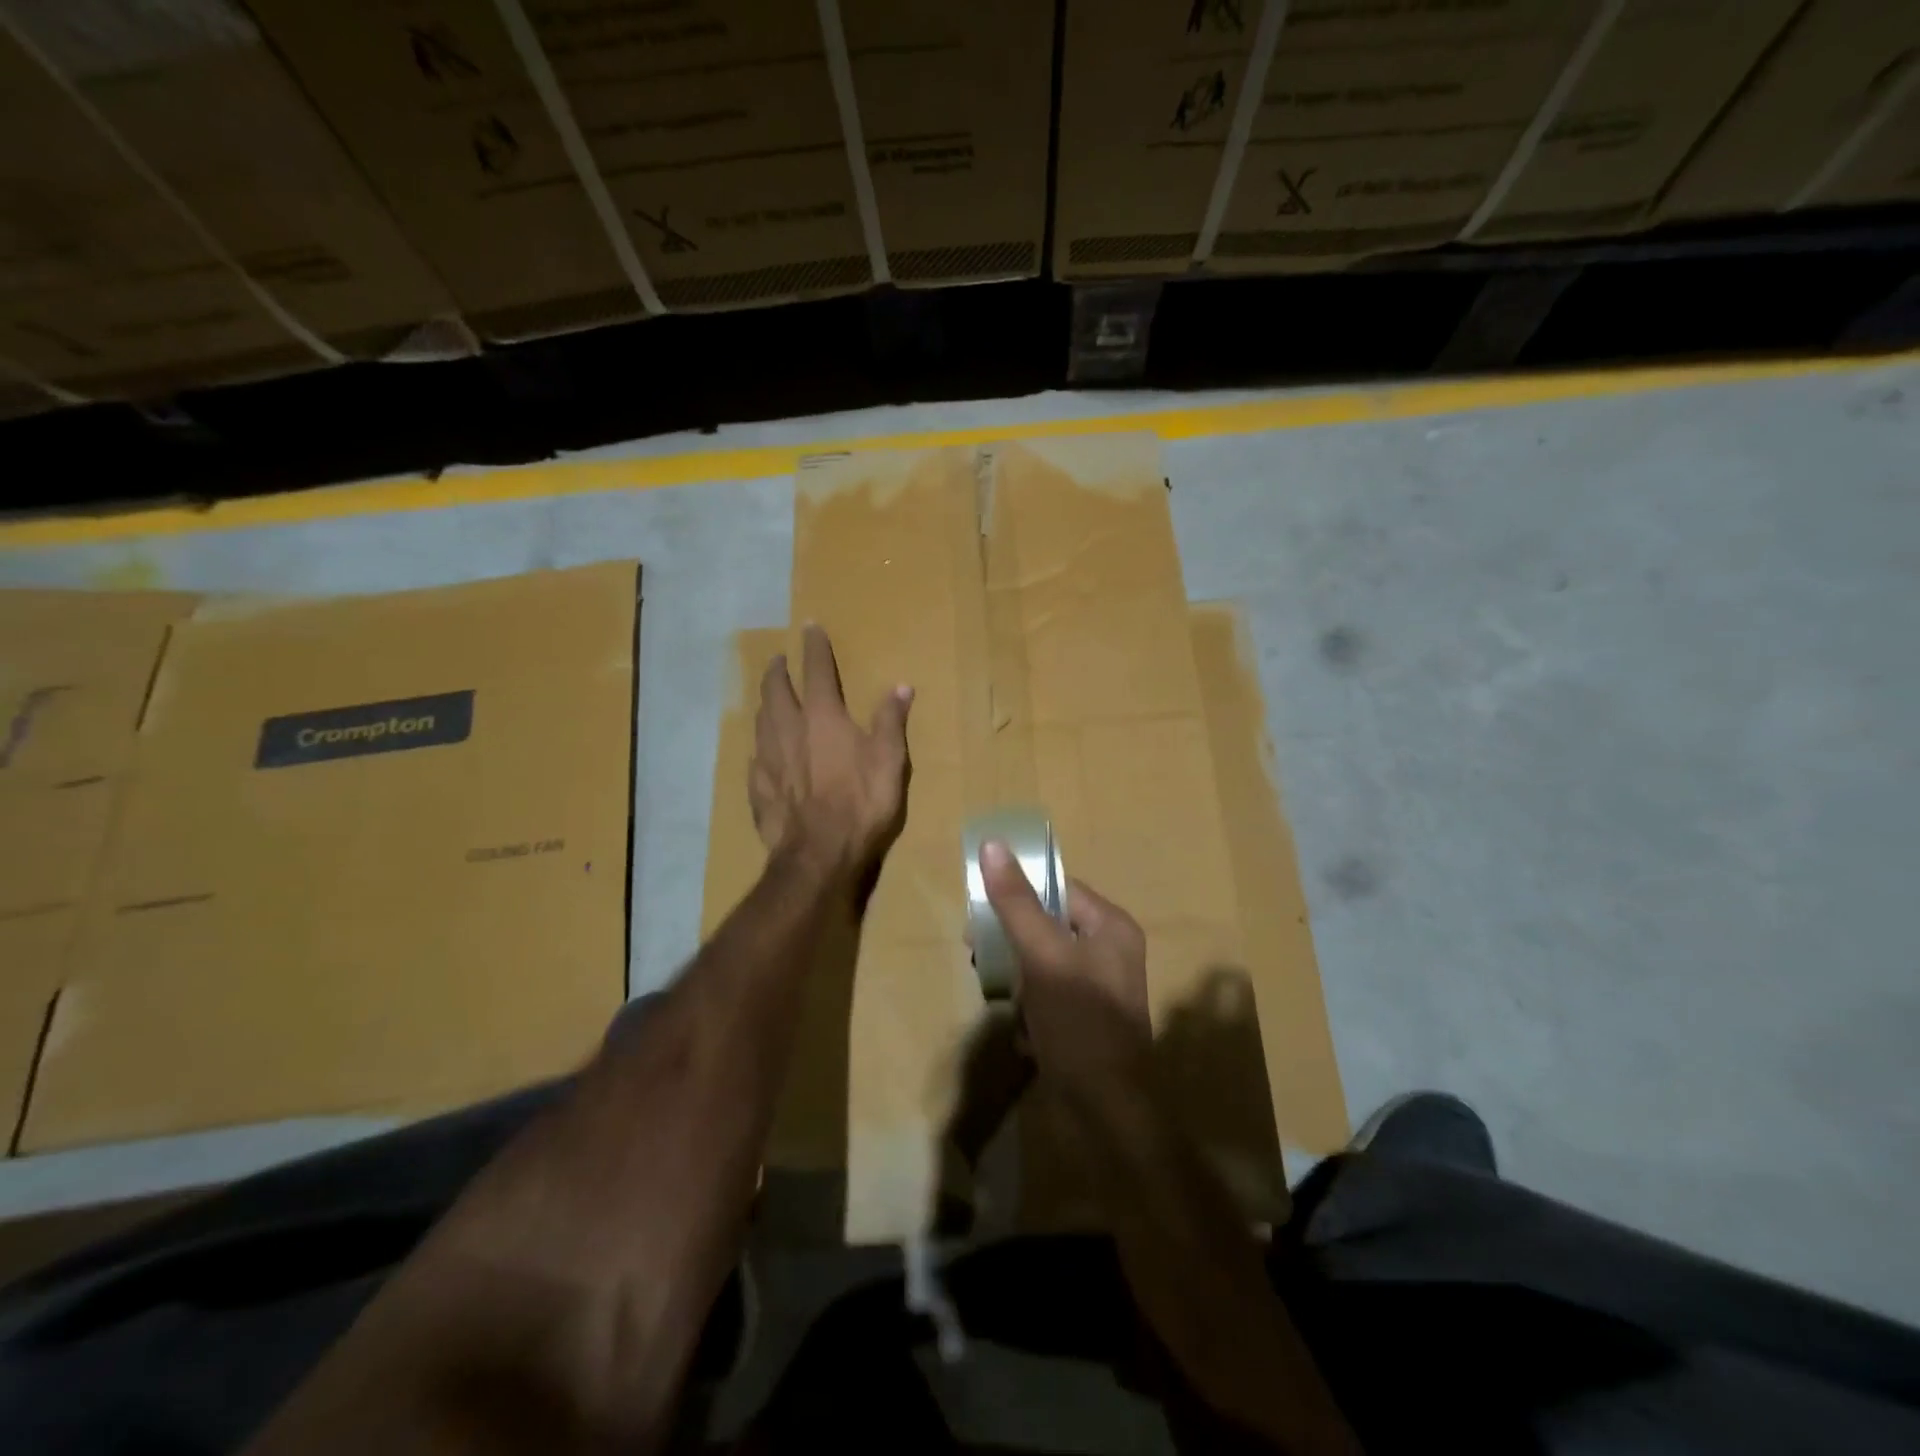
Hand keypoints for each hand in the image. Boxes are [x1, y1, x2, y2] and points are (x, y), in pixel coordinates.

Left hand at [751, 624, 911, 880]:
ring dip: (765, 703)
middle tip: (778, 659)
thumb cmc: (861, 802)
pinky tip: (763, 754)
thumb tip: (900, 687)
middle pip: (776, 690)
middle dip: (777, 670)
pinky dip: (761, 748)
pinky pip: (756, 759)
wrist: (820, 854)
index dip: (814, 647)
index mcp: (823, 717)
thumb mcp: (889, 760)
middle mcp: (789, 729)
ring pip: (760, 720)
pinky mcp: (759, 788)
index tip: (809, 627)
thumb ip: (890, 721)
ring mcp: (769, 759)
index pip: (817, 670)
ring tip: (768, 699)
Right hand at [978, 841, 1151, 1095]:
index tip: (979, 911)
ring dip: (1017, 981)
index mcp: (1110, 927)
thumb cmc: (1079, 1023)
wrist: (1106, 1114)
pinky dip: (1030, 1013)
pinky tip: (1026, 1035)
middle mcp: (1109, 952)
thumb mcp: (1043, 956)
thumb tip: (992, 845)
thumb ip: (1016, 902)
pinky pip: (1047, 999)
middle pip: (1046, 926)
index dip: (1018, 895)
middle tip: (979, 955)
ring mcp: (1097, 991)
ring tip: (1009, 1003)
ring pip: (1041, 965)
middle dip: (1012, 943)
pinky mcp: (1084, 1023)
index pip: (1058, 889)